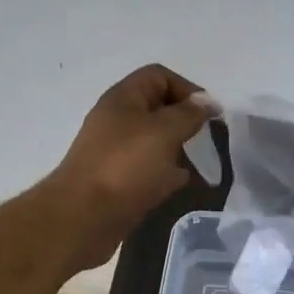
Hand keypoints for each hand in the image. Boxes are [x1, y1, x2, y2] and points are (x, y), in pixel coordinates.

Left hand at [47, 64, 212, 271]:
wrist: (84, 217)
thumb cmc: (126, 166)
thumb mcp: (164, 132)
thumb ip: (189, 114)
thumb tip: (207, 102)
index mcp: (123, 99)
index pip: (158, 76)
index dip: (187, 88)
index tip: (209, 113)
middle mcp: (117, 120)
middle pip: (157, 109)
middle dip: (185, 120)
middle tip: (208, 138)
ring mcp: (115, 152)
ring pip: (154, 141)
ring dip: (178, 148)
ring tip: (202, 163)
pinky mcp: (118, 181)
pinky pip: (148, 169)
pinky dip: (167, 172)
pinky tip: (182, 183)